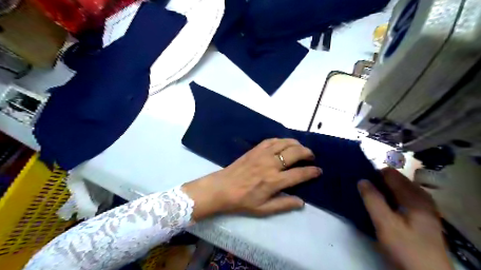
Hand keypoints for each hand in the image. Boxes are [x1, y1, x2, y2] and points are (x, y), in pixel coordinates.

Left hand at [182, 139, 320, 220]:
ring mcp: (262, 154)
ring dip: (296, 144)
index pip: (299, 174)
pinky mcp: (255, 149)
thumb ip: (284, 205)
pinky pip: (271, 140)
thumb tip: (302, 202)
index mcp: (274, 181)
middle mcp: (271, 165)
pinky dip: (281, 140)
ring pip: (284, 143)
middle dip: (307, 153)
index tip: (318, 171)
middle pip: (295, 153)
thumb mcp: (263, 209)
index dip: (312, 172)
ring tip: (301, 148)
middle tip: (311, 157)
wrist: (222, 188)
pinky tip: (284, 143)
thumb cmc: (243, 200)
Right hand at [358, 168, 452, 268]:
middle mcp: (419, 198)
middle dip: (375, 181)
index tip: (356, 177)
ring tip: (363, 195)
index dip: (372, 173)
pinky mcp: (417, 218)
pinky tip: (375, 206)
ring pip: (395, 191)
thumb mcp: (385, 224)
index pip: (390, 173)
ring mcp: (420, 208)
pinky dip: (386, 199)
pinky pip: (398, 200)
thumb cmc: (406, 248)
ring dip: (379, 191)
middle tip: (357, 188)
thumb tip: (361, 180)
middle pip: (393, 181)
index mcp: (415, 196)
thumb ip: (373, 200)